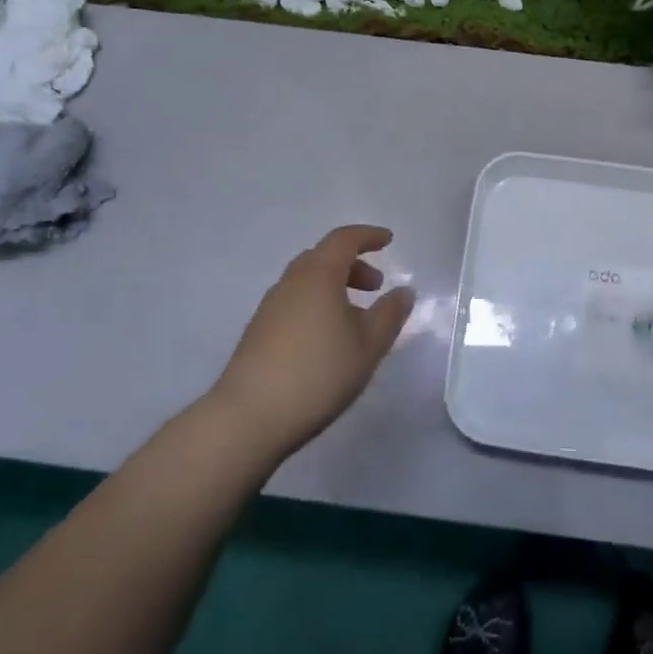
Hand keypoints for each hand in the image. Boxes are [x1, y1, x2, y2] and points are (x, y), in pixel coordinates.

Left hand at [210, 226, 414, 458]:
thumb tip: (403, 291)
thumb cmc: (318, 372)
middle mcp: (291, 282)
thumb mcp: (368, 345)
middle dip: (353, 265)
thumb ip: (390, 314)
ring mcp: (270, 307)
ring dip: (334, 286)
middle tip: (376, 286)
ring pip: (307, 281)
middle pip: (323, 257)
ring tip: (355, 317)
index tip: (388, 240)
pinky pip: (294, 302)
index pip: (344, 239)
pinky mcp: (257, 332)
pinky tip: (326, 338)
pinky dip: (316, 304)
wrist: (248, 417)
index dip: (368, 236)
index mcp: (319, 274)